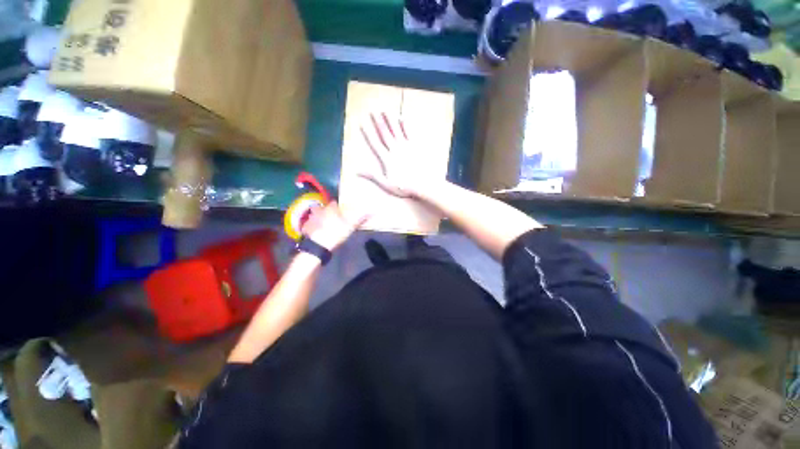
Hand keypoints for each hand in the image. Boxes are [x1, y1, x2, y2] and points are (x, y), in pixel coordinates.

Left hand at [301, 201, 367, 251]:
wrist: (316, 246)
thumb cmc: (335, 233)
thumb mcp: (350, 226)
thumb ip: (360, 218)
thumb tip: (371, 211)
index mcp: (331, 208)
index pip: (335, 203)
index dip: (338, 207)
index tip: (342, 211)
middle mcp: (319, 210)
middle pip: (324, 208)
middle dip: (328, 211)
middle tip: (334, 218)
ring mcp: (311, 218)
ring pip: (316, 215)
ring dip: (320, 218)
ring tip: (325, 225)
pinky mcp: (305, 227)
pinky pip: (310, 223)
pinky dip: (314, 226)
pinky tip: (318, 231)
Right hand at [359, 112, 433, 198]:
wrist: (422, 184)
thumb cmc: (404, 186)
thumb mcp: (386, 184)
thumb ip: (372, 175)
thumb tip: (357, 171)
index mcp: (387, 159)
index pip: (375, 144)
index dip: (368, 134)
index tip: (363, 124)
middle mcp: (395, 150)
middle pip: (385, 134)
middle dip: (378, 122)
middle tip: (373, 111)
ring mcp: (406, 147)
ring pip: (396, 130)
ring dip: (390, 120)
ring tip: (385, 111)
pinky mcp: (415, 146)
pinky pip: (409, 133)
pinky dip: (405, 125)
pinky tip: (402, 118)